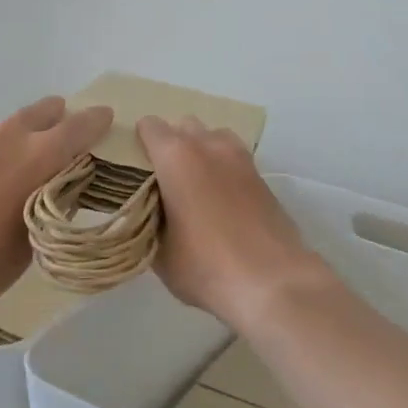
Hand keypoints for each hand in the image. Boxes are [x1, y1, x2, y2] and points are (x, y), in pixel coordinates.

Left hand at [0, 97, 112, 327]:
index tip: (107, 117)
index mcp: (38, 154)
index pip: (77, 125)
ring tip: (40, 154)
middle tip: (72, 129)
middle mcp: (9, 140)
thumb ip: (55, 197)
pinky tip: (5, 177)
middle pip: (42, 111)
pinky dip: (5, 154)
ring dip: (30, 134)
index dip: (96, 121)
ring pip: (13, 128)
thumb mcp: (40, 230)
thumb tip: (63, 184)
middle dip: (60, 117)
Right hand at [137, 116, 336, 333]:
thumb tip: (149, 214)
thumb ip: (147, 222)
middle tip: (164, 181)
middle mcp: (208, 146)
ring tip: (195, 187)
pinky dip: (223, 169)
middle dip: (171, 145)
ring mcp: (240, 158)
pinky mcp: (262, 176)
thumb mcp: (160, 253)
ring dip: (201, 151)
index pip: (149, 126)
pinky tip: (220, 201)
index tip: (134, 170)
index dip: (138, 144)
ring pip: (213, 137)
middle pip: (183, 126)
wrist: (272, 281)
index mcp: (176, 157)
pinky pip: (234, 158)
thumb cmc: (206, 266)